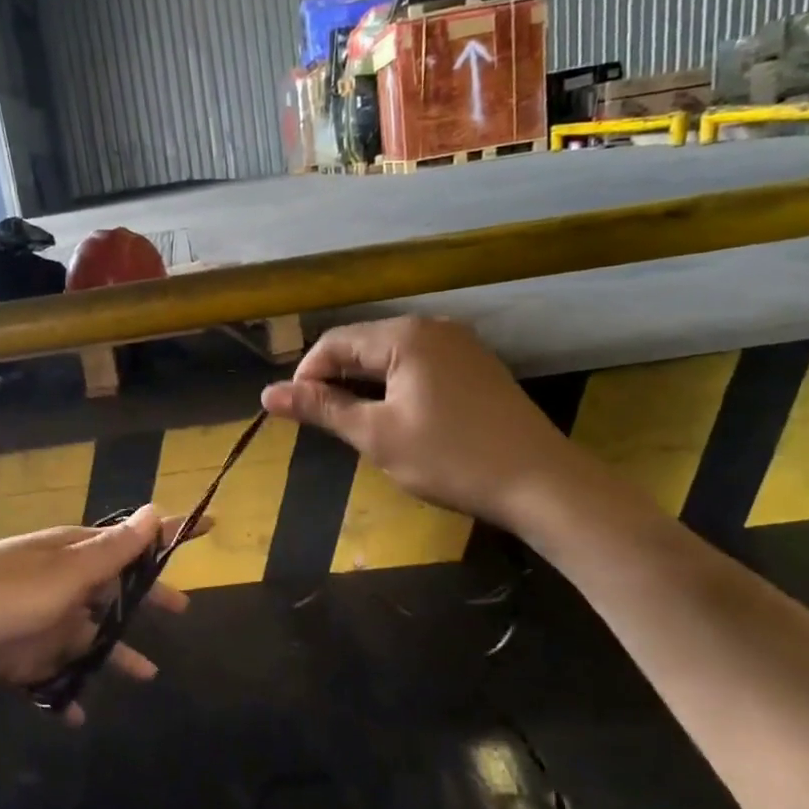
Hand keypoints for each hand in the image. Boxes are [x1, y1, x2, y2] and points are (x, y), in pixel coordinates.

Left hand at [0, 506, 195, 723]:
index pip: (133, 540)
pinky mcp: (22, 656)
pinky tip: (81, 713)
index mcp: (75, 555)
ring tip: (150, 675)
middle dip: (146, 599)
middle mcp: (64, 584)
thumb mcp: (66, 571)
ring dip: (118, 653)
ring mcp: (43, 620)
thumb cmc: (5, 592)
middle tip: (181, 610)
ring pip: (91, 638)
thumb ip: (112, 550)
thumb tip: (156, 510)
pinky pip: (56, 676)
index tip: (208, 526)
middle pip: (116, 590)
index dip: (170, 534)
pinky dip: (69, 692)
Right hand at [260, 316, 581, 526]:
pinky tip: (397, 418)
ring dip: (364, 384)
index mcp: (405, 335)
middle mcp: (433, 327)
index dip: (307, 376)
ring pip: (390, 355)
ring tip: (356, 424)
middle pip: (363, 344)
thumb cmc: (449, 458)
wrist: (541, 482)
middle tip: (325, 424)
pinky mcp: (476, 366)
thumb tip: (267, 393)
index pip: (335, 342)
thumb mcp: (375, 435)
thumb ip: (322, 408)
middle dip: (335, 380)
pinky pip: (419, 364)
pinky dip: (395, 386)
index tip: (297, 415)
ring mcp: (460, 344)